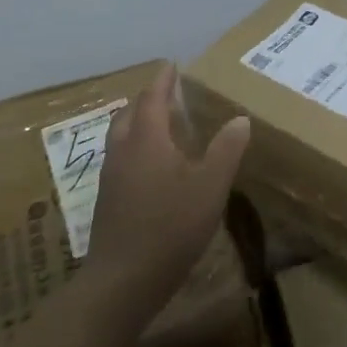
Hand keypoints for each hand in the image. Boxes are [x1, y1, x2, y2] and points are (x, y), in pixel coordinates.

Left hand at [86, 63, 249, 311]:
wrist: (121, 282)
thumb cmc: (170, 227)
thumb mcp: (210, 187)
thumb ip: (226, 150)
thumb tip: (240, 118)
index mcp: (146, 139)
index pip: (152, 97)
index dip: (163, 80)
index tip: (172, 65)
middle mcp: (123, 150)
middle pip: (130, 113)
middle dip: (148, 99)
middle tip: (168, 94)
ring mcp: (110, 176)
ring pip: (121, 136)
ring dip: (138, 122)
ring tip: (160, 125)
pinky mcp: (107, 200)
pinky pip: (120, 157)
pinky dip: (134, 147)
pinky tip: (150, 167)